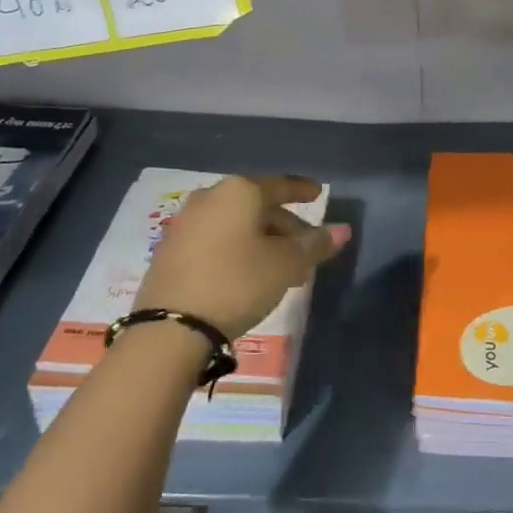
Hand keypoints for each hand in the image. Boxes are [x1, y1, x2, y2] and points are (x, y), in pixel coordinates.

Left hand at [138, 175, 350, 339]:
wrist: (170, 328)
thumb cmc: (237, 283)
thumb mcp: (285, 265)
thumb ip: (314, 244)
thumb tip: (342, 230)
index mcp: (239, 191)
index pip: (280, 185)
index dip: (302, 190)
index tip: (317, 193)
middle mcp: (210, 198)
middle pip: (257, 206)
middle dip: (284, 226)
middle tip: (305, 248)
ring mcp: (186, 223)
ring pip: (236, 225)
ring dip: (262, 241)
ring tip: (281, 268)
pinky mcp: (171, 251)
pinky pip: (215, 240)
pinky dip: (237, 250)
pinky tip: (248, 274)